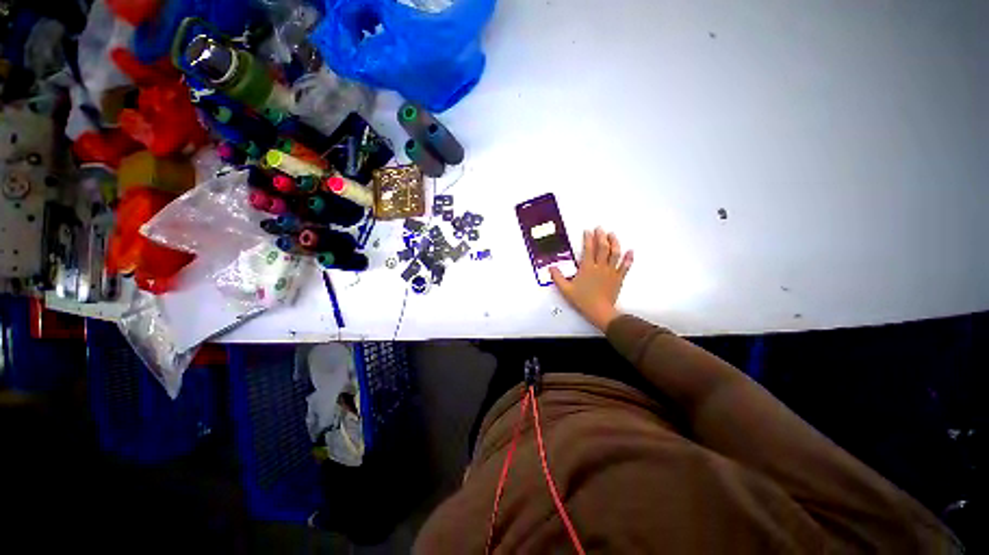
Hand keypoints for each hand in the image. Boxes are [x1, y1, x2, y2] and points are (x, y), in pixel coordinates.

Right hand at [550, 227, 633, 331]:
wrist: (599, 311)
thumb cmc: (582, 300)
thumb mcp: (565, 289)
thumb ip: (557, 277)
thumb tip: (551, 267)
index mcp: (587, 268)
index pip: (588, 249)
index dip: (588, 238)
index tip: (587, 231)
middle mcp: (600, 267)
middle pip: (603, 248)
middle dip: (601, 236)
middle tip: (600, 228)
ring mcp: (611, 272)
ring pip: (615, 254)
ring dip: (614, 242)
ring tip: (612, 235)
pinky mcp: (618, 278)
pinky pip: (625, 266)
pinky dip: (628, 258)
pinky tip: (630, 251)